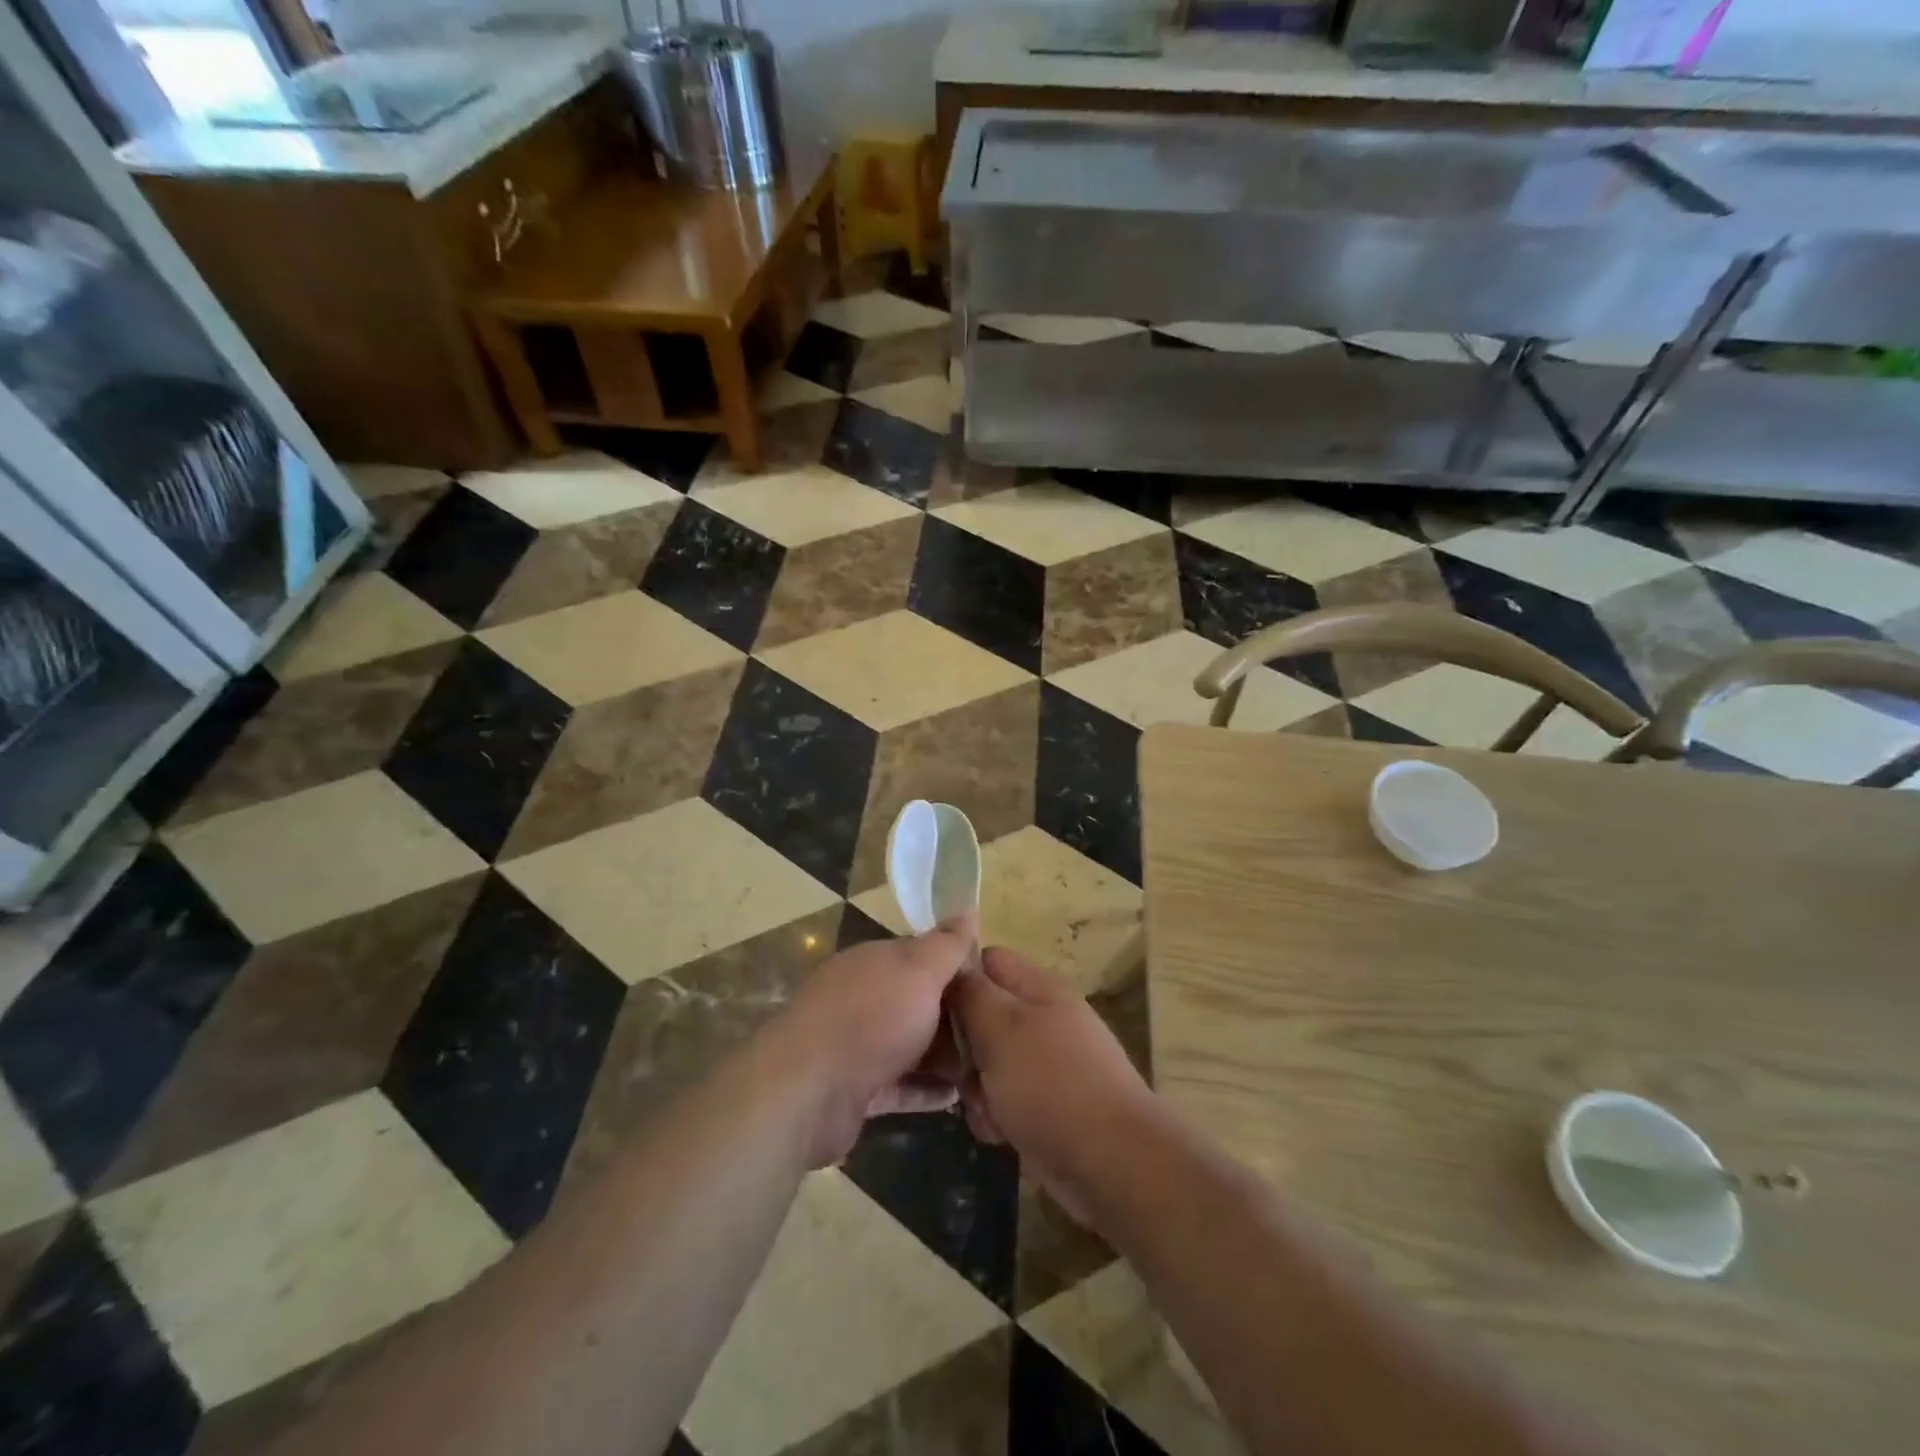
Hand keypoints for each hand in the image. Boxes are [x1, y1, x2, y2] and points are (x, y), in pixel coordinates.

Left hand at [762, 916, 976, 1166]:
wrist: (807, 1090)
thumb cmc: (871, 1019)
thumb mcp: (919, 971)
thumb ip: (946, 945)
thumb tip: (969, 909)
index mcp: (875, 962)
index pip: (923, 956)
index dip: (958, 968)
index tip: (994, 987)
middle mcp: (864, 998)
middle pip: (919, 1002)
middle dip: (956, 1017)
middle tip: (999, 1035)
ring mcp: (856, 1045)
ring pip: (910, 1045)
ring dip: (945, 1056)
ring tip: (988, 1068)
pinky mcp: (855, 1089)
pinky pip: (900, 1085)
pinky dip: (926, 1090)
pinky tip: (958, 1097)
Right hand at [950, 947, 1154, 1222]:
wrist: (1112, 1160)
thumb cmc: (1050, 1082)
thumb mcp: (1000, 1026)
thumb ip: (971, 993)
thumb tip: (953, 970)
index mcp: (1038, 987)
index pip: (987, 960)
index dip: (958, 977)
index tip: (929, 1006)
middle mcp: (1044, 1018)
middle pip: (984, 1015)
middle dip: (964, 1045)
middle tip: (957, 1069)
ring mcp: (1047, 1063)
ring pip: (989, 1062)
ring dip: (977, 1087)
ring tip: (986, 1107)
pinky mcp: (1047, 1104)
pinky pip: (1005, 1099)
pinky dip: (997, 1116)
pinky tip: (1000, 1133)